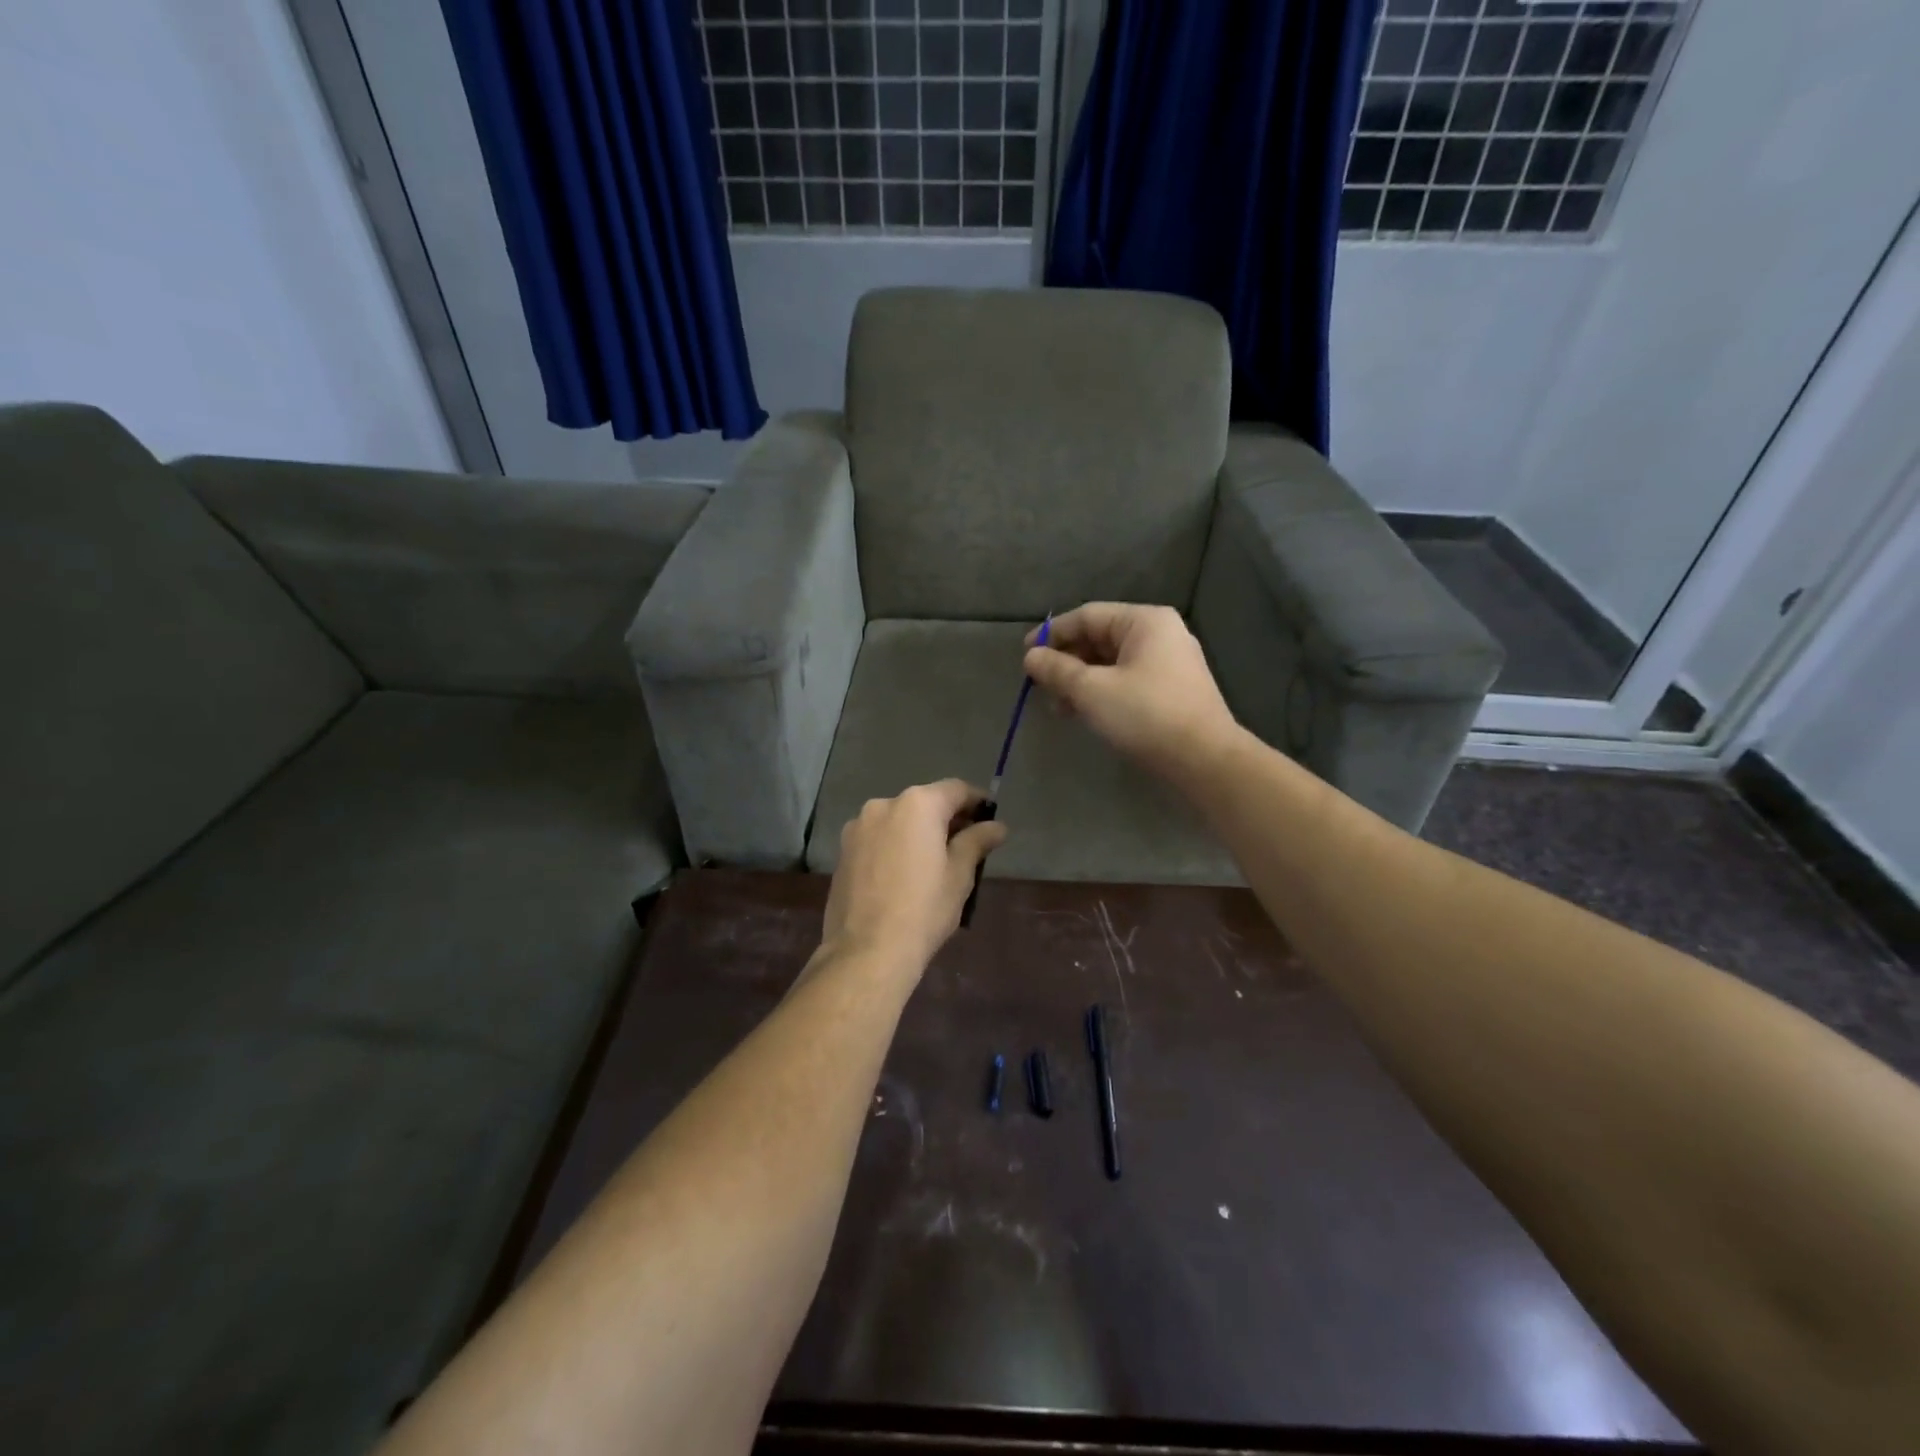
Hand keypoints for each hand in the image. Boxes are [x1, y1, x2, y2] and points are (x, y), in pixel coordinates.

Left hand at [819, 780, 1007, 977]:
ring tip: (934, 863)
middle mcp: (883, 805)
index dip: (976, 801)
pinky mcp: (842, 851)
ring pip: (898, 821)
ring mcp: (857, 827)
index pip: (955, 790)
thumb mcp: (960, 875)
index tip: (990, 818)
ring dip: (918, 832)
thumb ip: (977, 841)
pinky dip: (895, 846)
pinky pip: (878, 838)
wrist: (866, 951)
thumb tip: (997, 826)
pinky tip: (904, 874)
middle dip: (946, 818)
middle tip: (967, 844)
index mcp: (917, 805)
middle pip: (924, 803)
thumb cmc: (923, 909)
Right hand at [1024, 603, 1237, 776]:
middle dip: (1066, 662)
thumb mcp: (1092, 691)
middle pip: (1100, 638)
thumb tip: (1030, 657)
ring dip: (1081, 681)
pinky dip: (1101, 692)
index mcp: (1145, 621)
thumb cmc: (1146, 715)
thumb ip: (1058, 670)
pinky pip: (1127, 680)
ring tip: (1058, 707)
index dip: (1052, 634)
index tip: (1024, 655)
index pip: (1087, 616)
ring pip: (1112, 663)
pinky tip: (1083, 713)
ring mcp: (1169, 663)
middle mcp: (1160, 634)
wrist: (1204, 760)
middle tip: (1040, 686)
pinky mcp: (1171, 690)